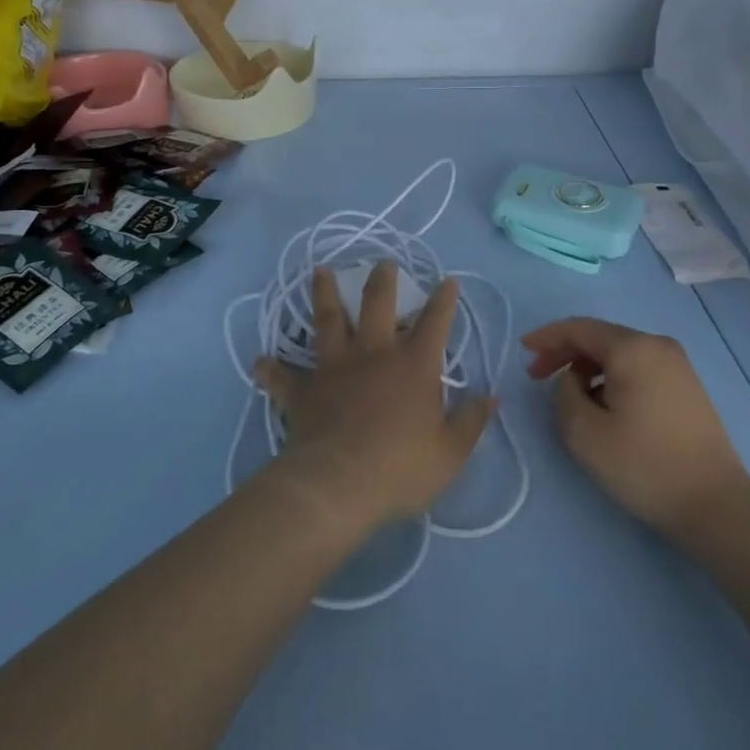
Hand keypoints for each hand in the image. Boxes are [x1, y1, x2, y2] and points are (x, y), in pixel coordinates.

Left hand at [254, 264, 492, 535]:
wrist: (338, 486)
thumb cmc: (400, 467)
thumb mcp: (450, 452)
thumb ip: (471, 421)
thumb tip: (490, 397)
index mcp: (413, 364)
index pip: (435, 322)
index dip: (444, 299)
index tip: (448, 280)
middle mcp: (373, 354)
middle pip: (376, 304)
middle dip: (382, 280)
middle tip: (382, 263)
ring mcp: (334, 368)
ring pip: (327, 321)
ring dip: (323, 295)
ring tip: (320, 272)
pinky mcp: (304, 391)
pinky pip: (283, 377)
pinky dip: (271, 369)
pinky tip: (259, 362)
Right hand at [524, 318, 749, 535]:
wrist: (715, 504)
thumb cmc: (645, 466)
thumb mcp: (585, 434)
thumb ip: (564, 395)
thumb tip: (572, 380)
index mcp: (633, 348)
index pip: (579, 328)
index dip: (547, 337)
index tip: (523, 351)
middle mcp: (657, 345)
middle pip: (600, 337)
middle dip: (566, 353)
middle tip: (538, 377)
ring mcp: (677, 364)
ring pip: (620, 353)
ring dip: (589, 367)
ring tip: (570, 398)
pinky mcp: (687, 386)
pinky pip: (638, 367)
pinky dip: (612, 377)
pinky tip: (604, 405)